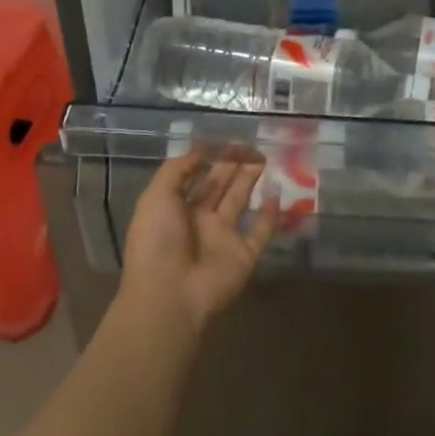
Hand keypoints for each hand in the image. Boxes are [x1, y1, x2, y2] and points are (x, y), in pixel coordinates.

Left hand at [120, 150, 274, 337]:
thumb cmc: (158, 242)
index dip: (210, 158)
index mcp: (175, 209)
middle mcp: (200, 221)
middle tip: (252, 144)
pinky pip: (261, 232)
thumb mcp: (156, 197)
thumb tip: (202, 149)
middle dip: (233, 165)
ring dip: (250, 180)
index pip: (195, 177)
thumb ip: (178, 169)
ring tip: (265, 157)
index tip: (227, 139)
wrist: (170, 295)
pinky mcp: (244, 255)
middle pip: (220, 186)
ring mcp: (223, 239)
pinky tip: (278, 194)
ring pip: (240, 202)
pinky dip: (271, 215)